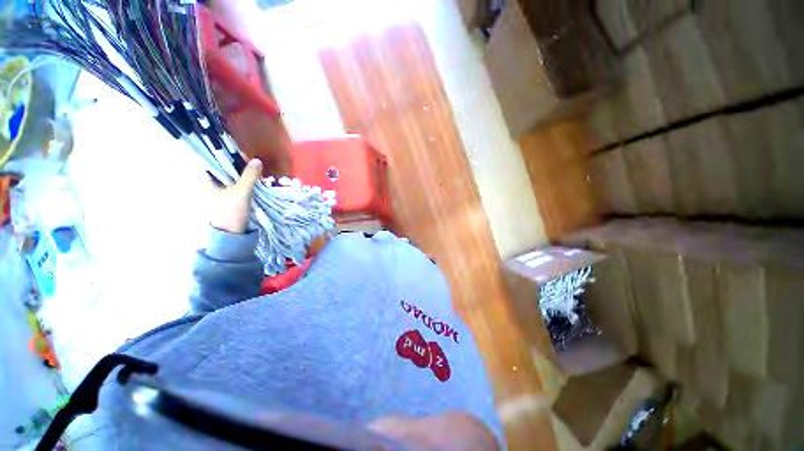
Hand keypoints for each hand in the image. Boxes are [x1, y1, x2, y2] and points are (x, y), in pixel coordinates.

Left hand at [211, 159, 262, 233]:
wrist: (231, 232)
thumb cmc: (230, 211)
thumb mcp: (241, 191)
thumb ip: (249, 176)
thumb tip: (258, 160)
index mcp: (207, 178)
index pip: (213, 158)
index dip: (226, 154)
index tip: (241, 155)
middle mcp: (211, 181)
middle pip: (223, 165)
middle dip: (238, 163)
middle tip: (252, 164)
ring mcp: (220, 188)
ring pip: (231, 174)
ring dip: (243, 172)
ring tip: (255, 172)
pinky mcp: (229, 195)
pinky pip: (237, 182)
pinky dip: (245, 180)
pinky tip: (254, 181)